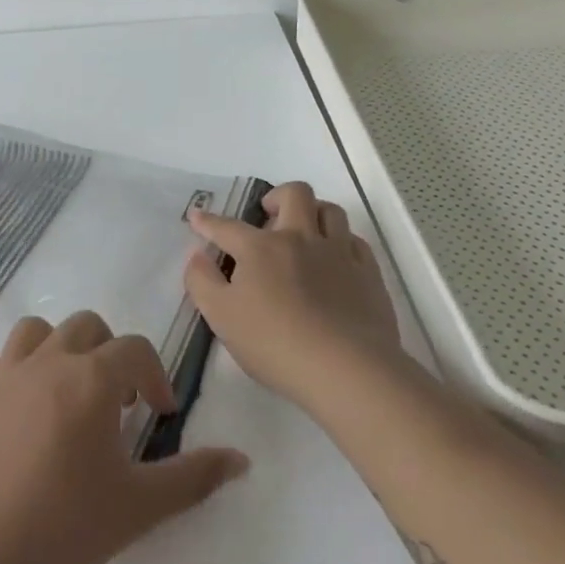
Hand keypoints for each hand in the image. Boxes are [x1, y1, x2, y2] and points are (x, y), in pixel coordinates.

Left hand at [0, 311, 250, 563]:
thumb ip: (193, 478)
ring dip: (59, 350)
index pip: (135, 349)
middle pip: (86, 326)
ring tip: (66, 394)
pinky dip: (15, 374)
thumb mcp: (138, 508)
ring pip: (35, 332)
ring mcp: (1, 376)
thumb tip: (242, 459)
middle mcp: (46, 362)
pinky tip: (19, 413)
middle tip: (116, 402)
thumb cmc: (61, 527)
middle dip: (110, 354)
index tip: (158, 414)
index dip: (155, 376)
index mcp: (91, 379)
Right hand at [185, 181, 408, 412]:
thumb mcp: (221, 317)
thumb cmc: (274, 344)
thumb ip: (202, 282)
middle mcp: (300, 238)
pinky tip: (335, 258)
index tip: (197, 216)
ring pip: (330, 211)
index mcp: (260, 249)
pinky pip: (355, 240)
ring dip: (313, 212)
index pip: (227, 227)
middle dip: (276, 197)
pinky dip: (341, 241)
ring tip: (303, 232)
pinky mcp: (368, 273)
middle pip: (294, 194)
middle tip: (267, 217)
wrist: (346, 369)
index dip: (208, 221)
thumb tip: (197, 255)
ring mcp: (338, 253)